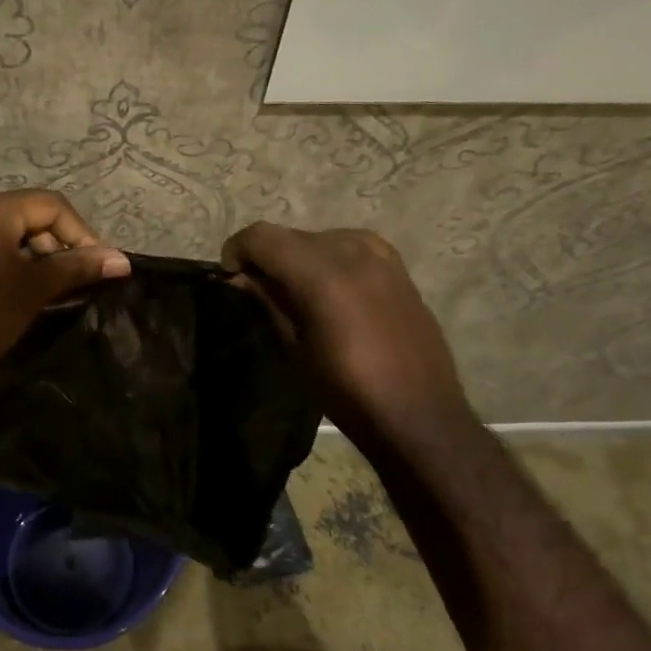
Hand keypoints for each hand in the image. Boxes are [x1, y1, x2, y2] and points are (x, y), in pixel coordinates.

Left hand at [0, 190, 129, 380]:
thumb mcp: (33, 289)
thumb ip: (77, 267)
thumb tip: (122, 260)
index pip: (52, 205)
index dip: (81, 234)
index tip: (97, 268)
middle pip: (33, 216)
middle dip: (60, 245)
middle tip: (76, 281)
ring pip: (15, 234)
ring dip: (40, 258)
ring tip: (55, 291)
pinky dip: (17, 264)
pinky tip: (28, 293)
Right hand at [221, 223, 473, 446]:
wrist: (420, 415)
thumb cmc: (348, 391)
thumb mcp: (296, 348)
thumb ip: (269, 301)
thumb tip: (241, 276)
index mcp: (322, 274)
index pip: (263, 236)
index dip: (238, 248)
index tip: (230, 274)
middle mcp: (352, 251)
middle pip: (292, 235)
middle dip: (268, 254)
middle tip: (257, 287)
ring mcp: (381, 256)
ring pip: (322, 237)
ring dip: (300, 255)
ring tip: (295, 289)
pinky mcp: (399, 268)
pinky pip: (352, 247)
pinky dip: (330, 258)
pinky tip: (330, 289)